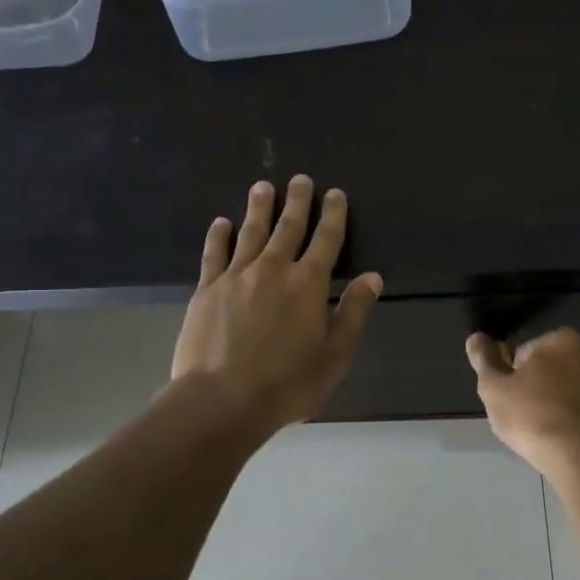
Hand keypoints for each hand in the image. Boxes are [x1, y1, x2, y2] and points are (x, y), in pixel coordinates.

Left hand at [172, 176, 382, 438]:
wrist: (222, 399)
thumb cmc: (287, 384)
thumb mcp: (335, 356)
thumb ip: (353, 313)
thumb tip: (372, 278)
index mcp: (308, 284)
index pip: (326, 240)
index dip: (333, 215)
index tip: (335, 194)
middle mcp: (273, 269)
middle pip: (288, 227)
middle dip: (297, 202)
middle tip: (300, 180)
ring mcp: (236, 276)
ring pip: (250, 232)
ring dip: (259, 208)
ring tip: (263, 186)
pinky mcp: (206, 289)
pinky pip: (215, 254)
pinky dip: (219, 236)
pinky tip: (221, 223)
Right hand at [465, 328, 579, 474]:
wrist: (578, 457)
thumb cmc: (531, 415)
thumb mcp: (494, 387)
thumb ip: (483, 359)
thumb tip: (475, 338)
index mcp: (561, 338)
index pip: (522, 352)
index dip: (510, 376)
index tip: (508, 398)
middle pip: (545, 368)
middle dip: (532, 386)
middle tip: (520, 414)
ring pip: (562, 388)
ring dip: (549, 401)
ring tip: (536, 428)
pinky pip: (577, 406)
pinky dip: (566, 416)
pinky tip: (556, 435)